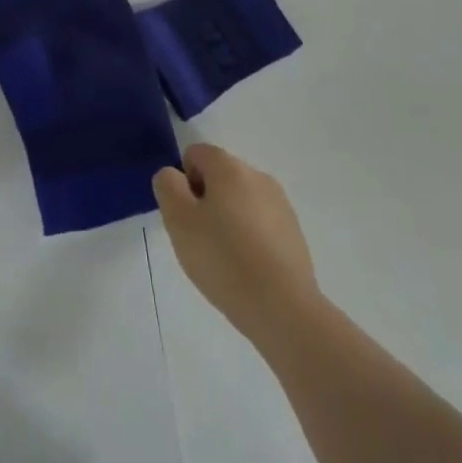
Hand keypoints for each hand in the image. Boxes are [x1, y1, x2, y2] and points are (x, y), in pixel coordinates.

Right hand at [154, 144, 320, 343]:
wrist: (283, 308)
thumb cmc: (224, 258)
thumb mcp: (178, 220)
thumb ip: (168, 186)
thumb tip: (174, 175)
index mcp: (229, 166)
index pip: (195, 154)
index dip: (183, 182)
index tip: (186, 217)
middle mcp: (257, 175)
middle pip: (219, 176)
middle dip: (205, 201)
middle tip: (200, 240)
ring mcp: (280, 204)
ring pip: (240, 201)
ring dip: (227, 219)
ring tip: (225, 259)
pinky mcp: (294, 232)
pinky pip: (260, 223)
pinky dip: (249, 238)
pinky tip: (248, 269)